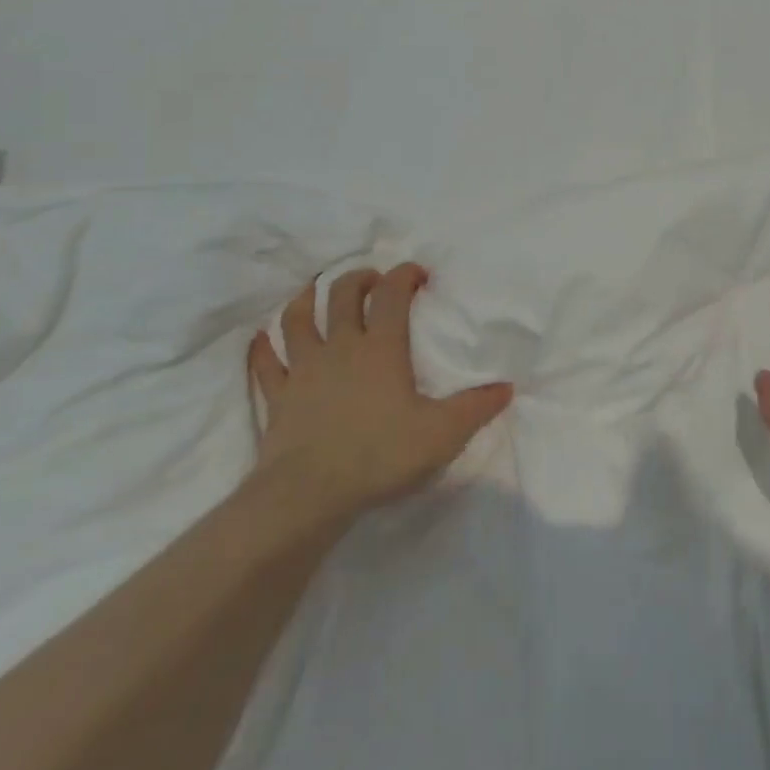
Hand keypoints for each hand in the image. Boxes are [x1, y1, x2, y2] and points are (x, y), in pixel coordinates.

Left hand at [248, 264, 512, 518]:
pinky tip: (262, 339)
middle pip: (343, 295)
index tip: (418, 274)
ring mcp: (303, 370)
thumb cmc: (380, 455)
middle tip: (372, 280)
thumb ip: (477, 408)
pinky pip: (265, 364)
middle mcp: (341, 347)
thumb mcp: (442, 434)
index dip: (405, 274)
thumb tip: (507, 387)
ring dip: (306, 299)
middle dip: (359, 279)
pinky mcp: (276, 398)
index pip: (393, 293)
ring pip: (298, 320)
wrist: (307, 496)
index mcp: (382, 347)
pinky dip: (263, 347)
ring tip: (314, 291)